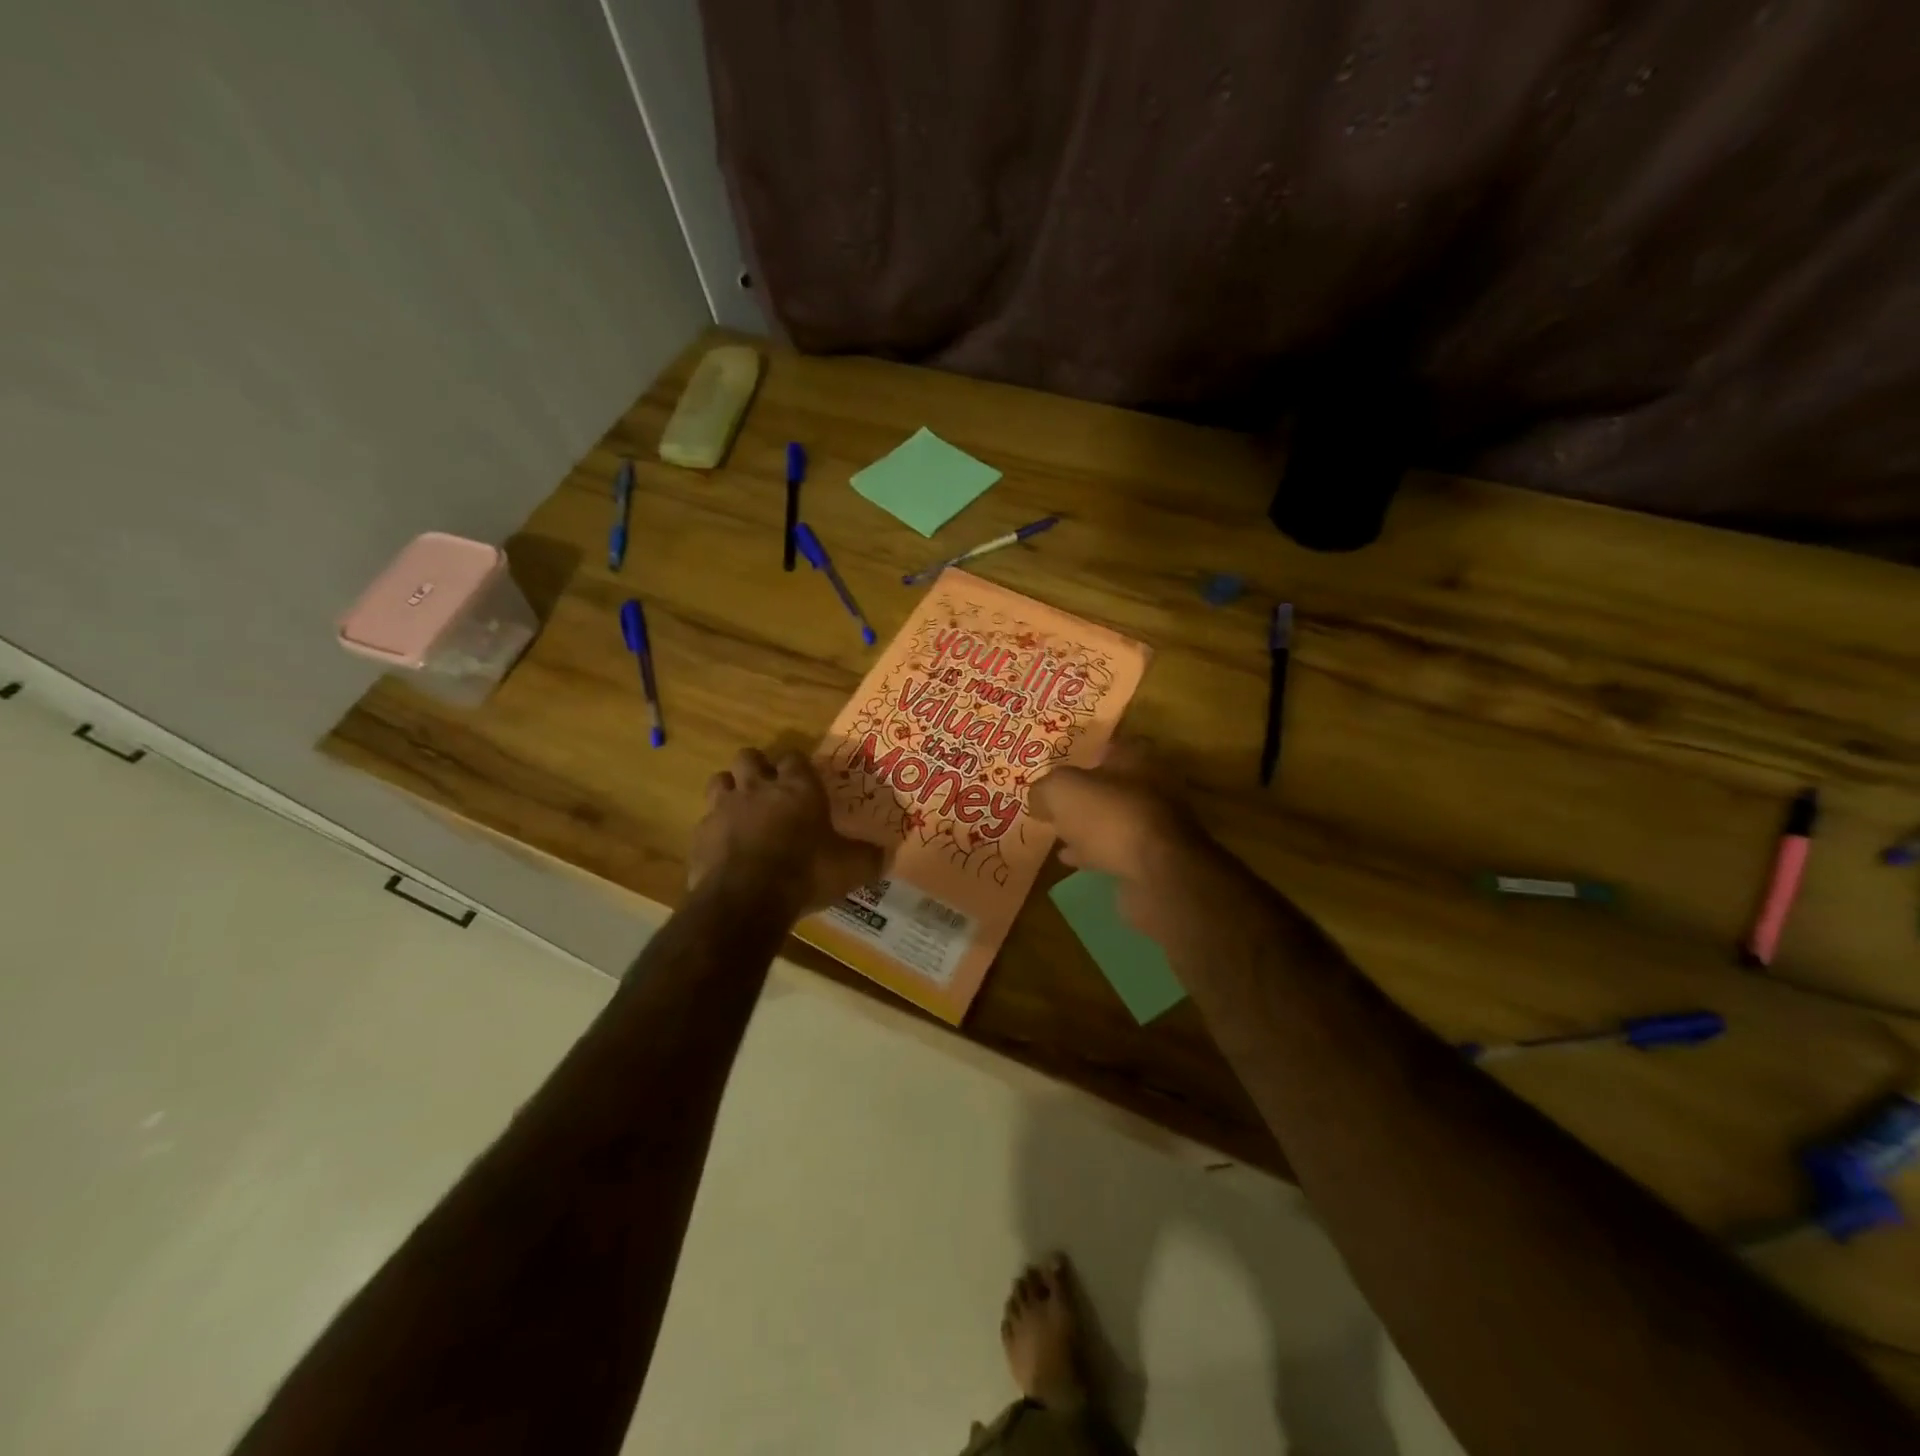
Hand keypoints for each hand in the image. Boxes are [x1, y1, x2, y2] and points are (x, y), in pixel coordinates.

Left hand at [689, 748, 885, 918]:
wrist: (747, 898)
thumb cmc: (806, 872)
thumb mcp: (850, 868)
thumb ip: (868, 858)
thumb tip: (886, 855)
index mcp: (798, 788)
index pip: (795, 758)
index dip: (797, 767)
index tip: (803, 782)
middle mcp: (758, 788)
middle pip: (749, 756)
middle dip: (757, 768)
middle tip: (768, 790)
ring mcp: (724, 807)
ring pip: (720, 780)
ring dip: (730, 790)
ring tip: (741, 811)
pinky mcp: (700, 833)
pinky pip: (705, 820)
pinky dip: (714, 829)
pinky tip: (725, 848)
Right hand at [1028, 742, 1218, 940]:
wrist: (1158, 873)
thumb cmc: (1110, 816)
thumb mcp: (1062, 791)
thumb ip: (1045, 788)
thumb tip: (1037, 798)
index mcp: (1136, 757)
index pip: (1108, 746)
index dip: (1082, 755)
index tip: (1058, 768)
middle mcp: (1153, 785)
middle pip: (1112, 784)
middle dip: (1086, 794)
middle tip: (1056, 803)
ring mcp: (1158, 823)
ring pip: (1115, 818)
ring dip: (1090, 825)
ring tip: (1058, 833)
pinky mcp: (1156, 857)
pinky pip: (1118, 849)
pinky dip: (1096, 852)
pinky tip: (1072, 859)